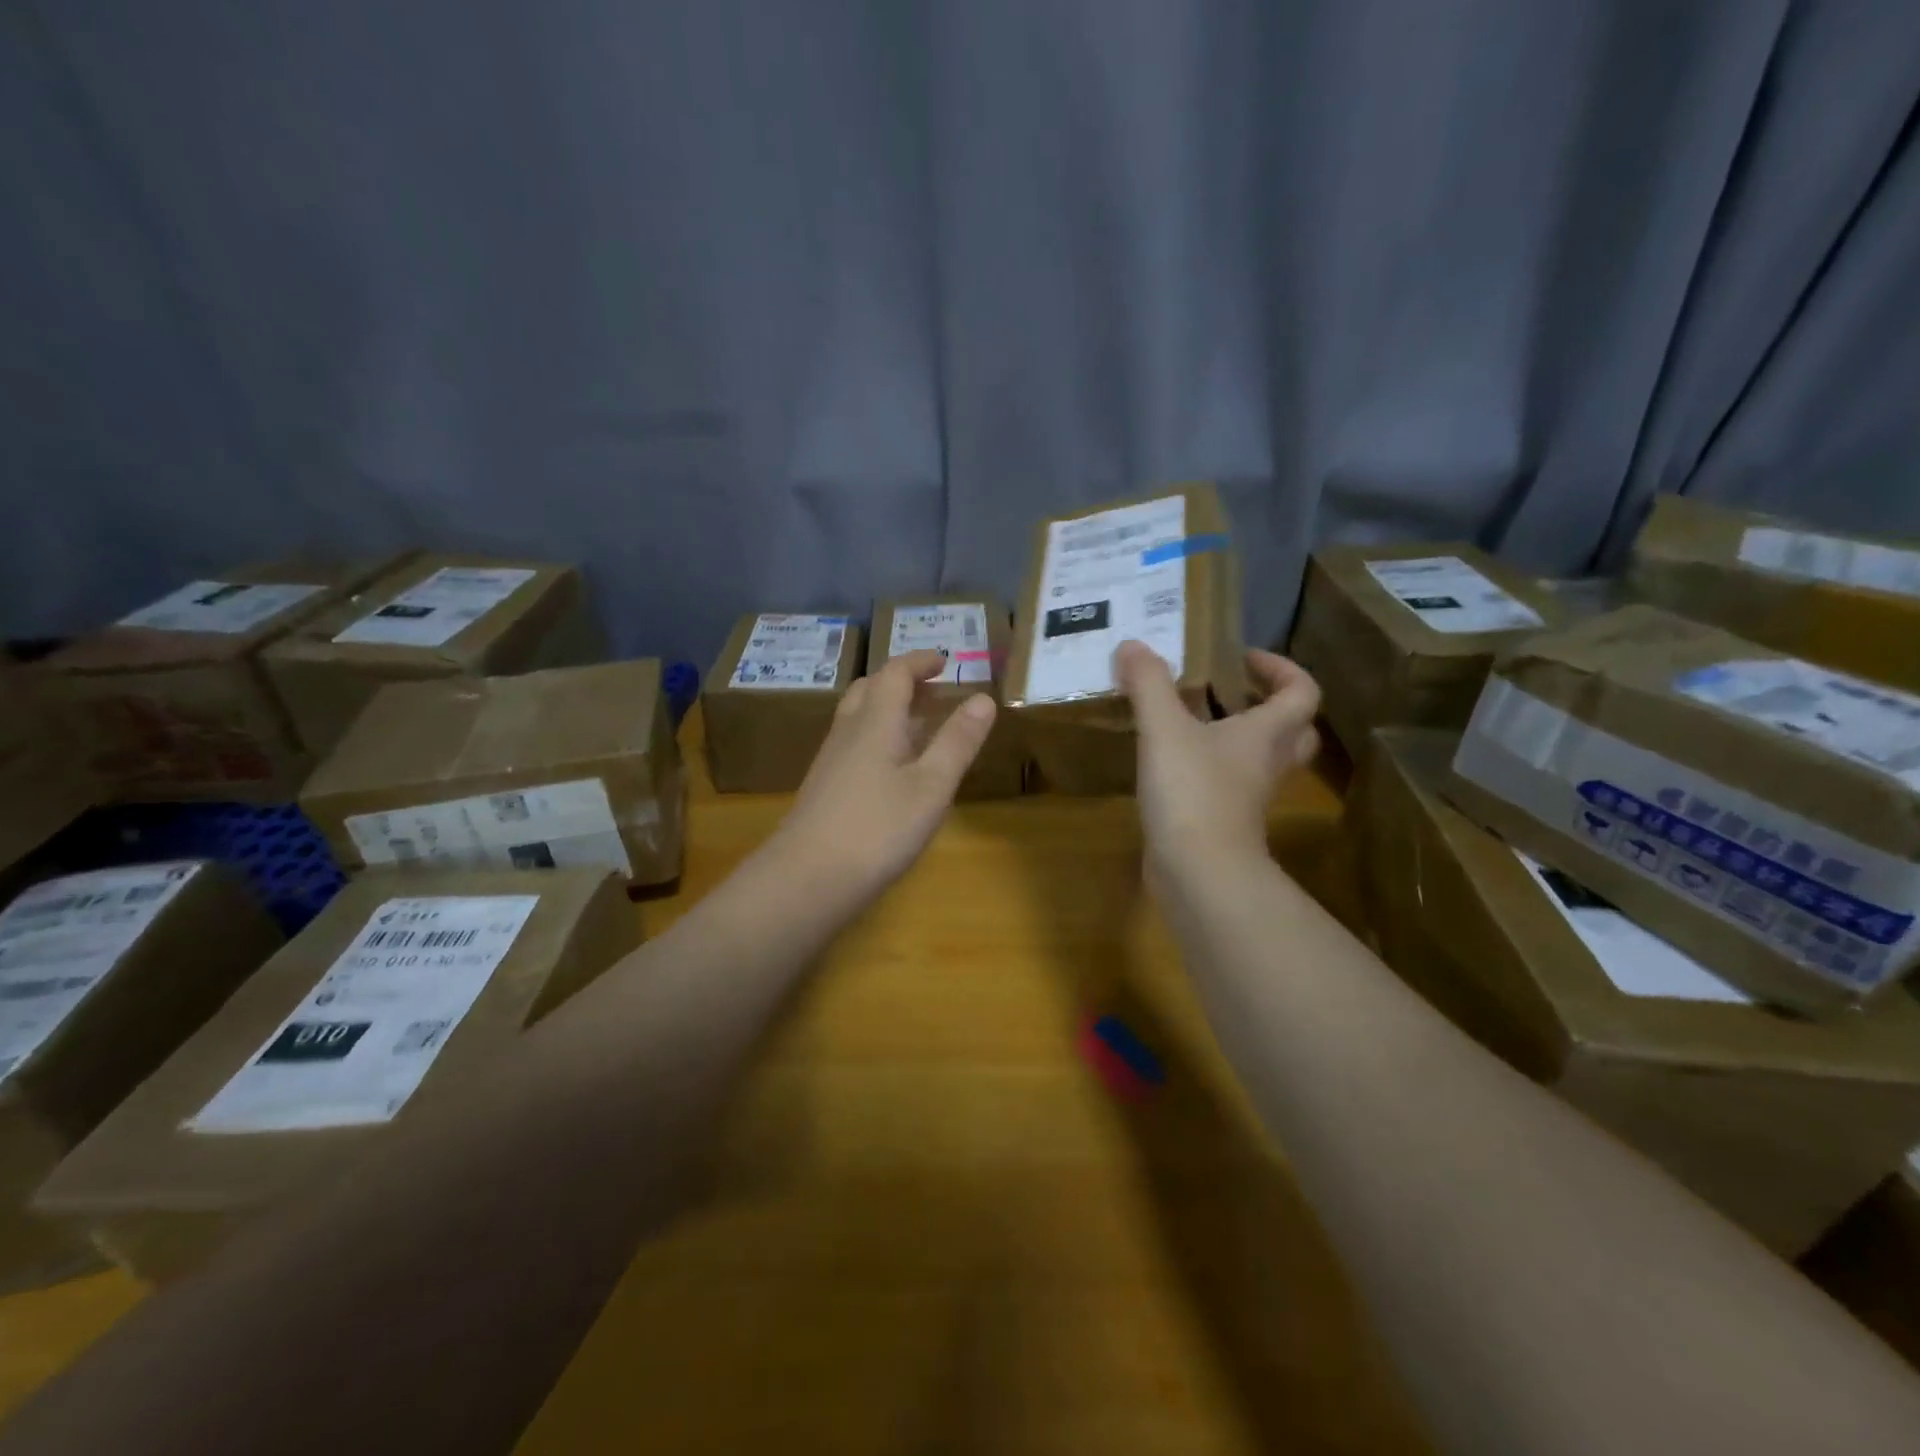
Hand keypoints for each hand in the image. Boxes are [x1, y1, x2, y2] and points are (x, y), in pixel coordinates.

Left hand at [770, 648, 996, 902]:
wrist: (807, 878)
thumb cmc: (878, 829)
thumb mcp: (931, 786)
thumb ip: (958, 741)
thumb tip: (984, 697)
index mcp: (876, 722)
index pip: (895, 674)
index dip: (920, 662)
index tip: (945, 661)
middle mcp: (848, 732)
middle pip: (870, 690)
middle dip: (902, 682)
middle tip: (932, 690)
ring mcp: (831, 761)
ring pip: (859, 718)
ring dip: (889, 710)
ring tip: (920, 725)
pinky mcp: (824, 787)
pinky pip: (853, 744)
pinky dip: (878, 737)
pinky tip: (893, 768)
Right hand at [1113, 640, 1320, 877]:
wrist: (1198, 872)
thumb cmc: (1192, 791)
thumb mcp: (1164, 728)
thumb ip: (1149, 683)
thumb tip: (1132, 645)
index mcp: (1266, 734)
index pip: (1302, 691)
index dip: (1282, 668)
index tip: (1244, 658)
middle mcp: (1267, 764)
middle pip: (1294, 730)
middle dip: (1270, 706)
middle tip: (1232, 692)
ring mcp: (1249, 798)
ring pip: (1262, 761)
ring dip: (1240, 738)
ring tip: (1195, 721)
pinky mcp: (1225, 823)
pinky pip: (1229, 786)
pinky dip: (1211, 769)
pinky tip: (1172, 763)